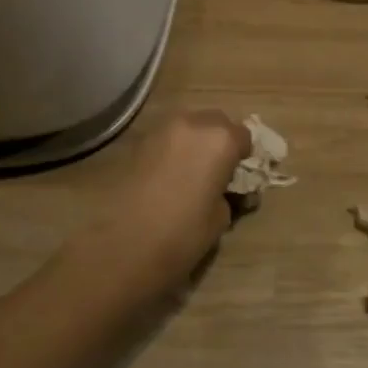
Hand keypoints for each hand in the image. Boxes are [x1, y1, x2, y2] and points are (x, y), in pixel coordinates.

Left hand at [103, 110, 251, 279]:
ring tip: (191, 172)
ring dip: (195, 141)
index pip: (244, 136)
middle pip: (216, 121)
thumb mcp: (221, 217)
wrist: (123, 245)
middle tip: (217, 170)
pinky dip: (173, 149)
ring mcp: (161, 130)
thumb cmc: (183, 233)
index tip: (238, 175)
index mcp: (221, 139)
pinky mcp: (137, 142)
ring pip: (188, 125)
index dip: (243, 156)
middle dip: (220, 140)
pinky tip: (169, 176)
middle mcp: (193, 124)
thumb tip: (222, 190)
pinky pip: (166, 138)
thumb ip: (227, 193)